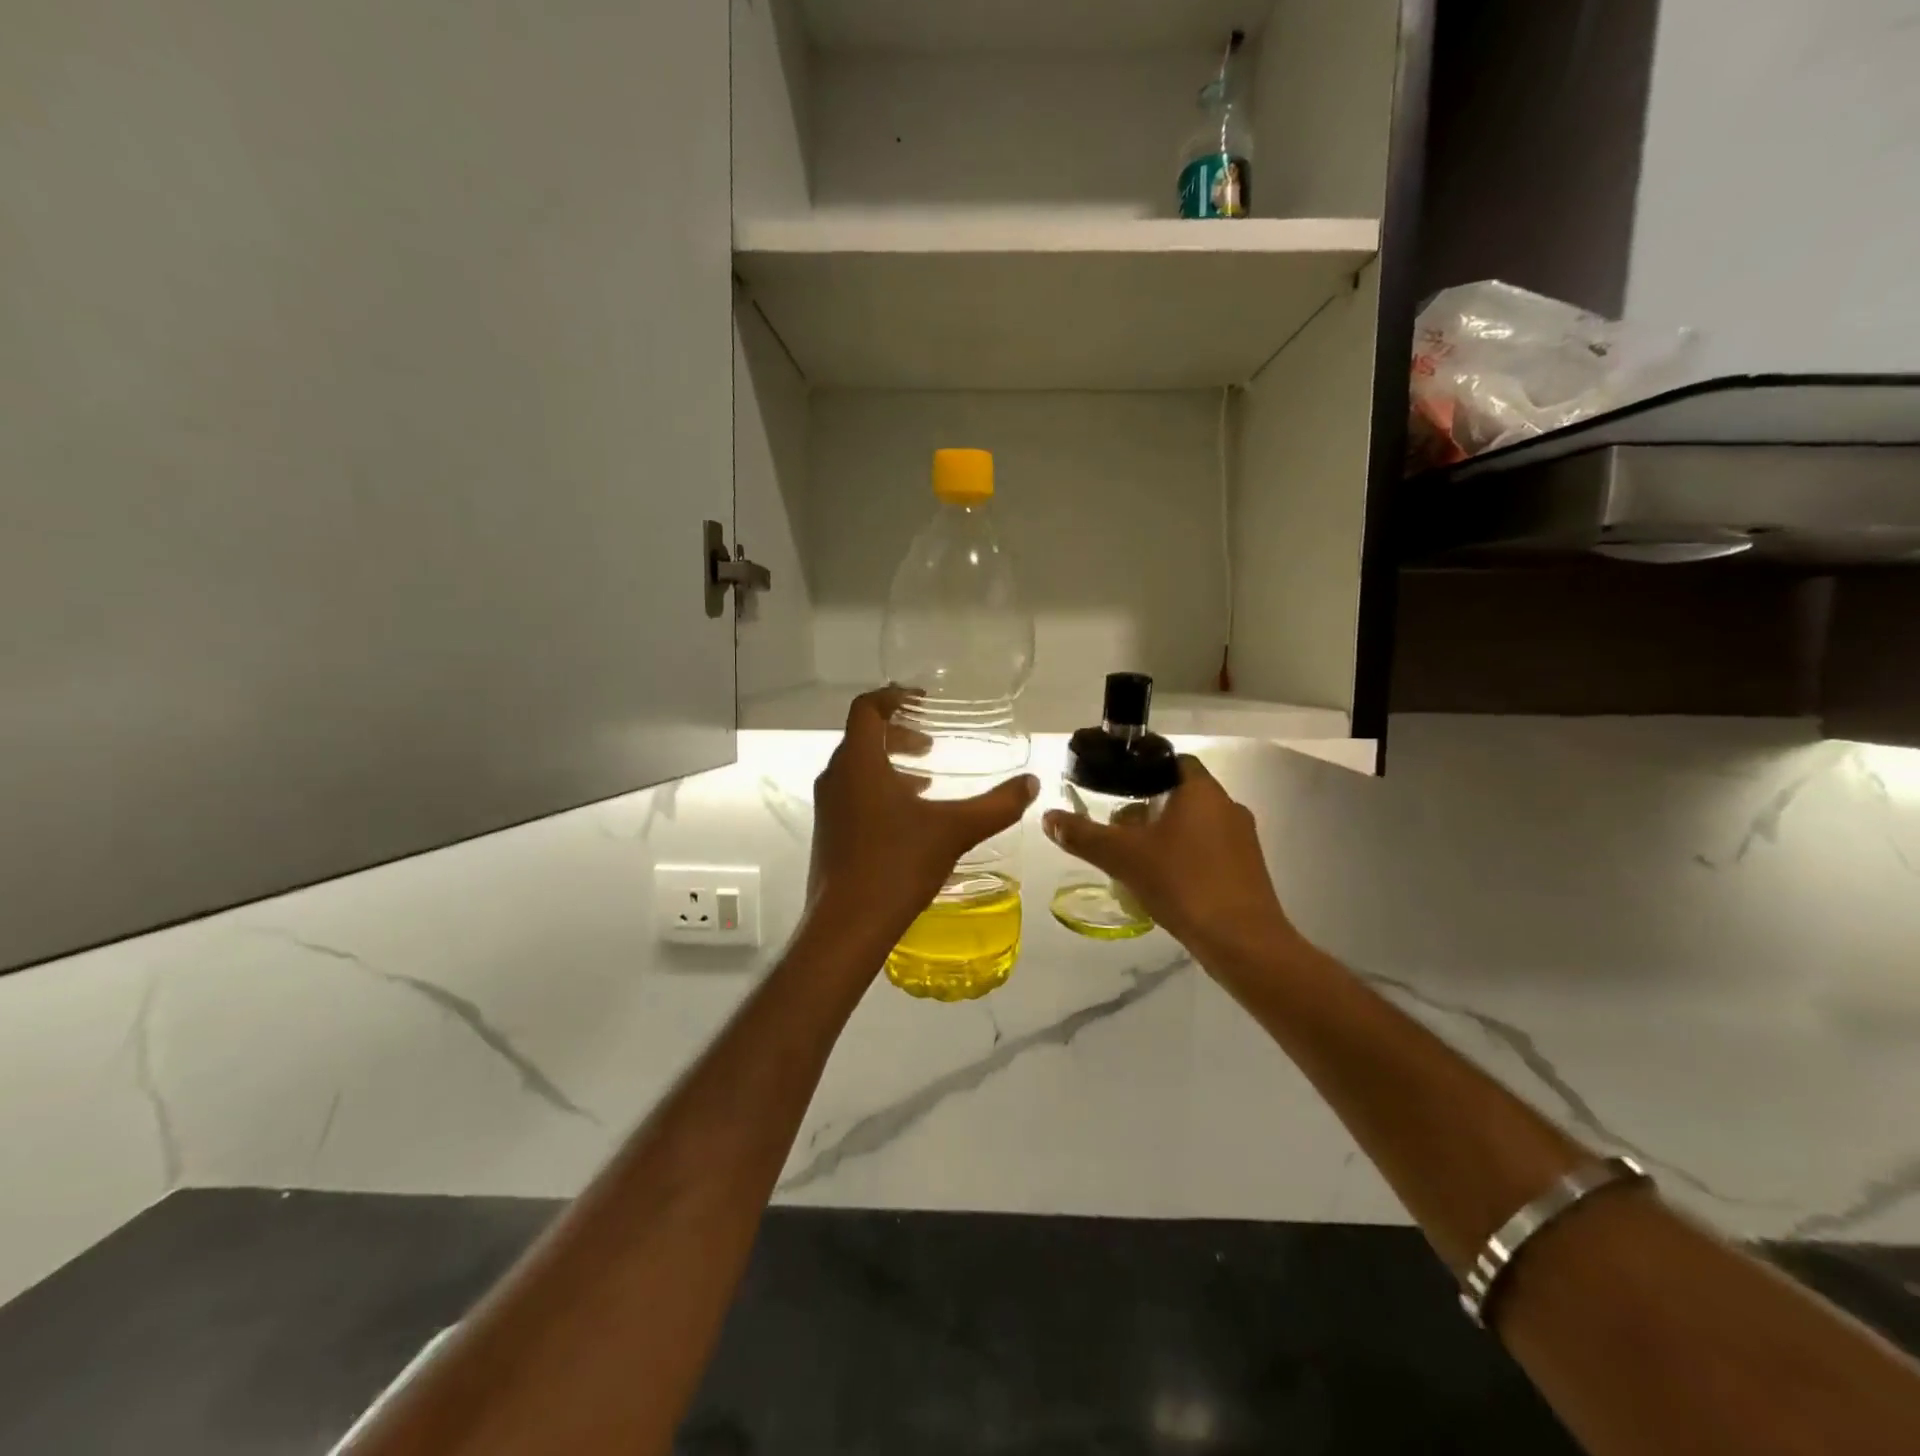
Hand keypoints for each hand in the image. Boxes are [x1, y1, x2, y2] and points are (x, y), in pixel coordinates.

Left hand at [807, 687, 1038, 952]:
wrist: (847, 926)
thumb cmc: (897, 865)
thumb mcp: (955, 831)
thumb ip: (997, 805)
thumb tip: (1032, 783)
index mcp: (858, 763)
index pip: (866, 708)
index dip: (893, 696)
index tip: (922, 701)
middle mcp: (835, 777)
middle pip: (863, 737)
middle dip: (897, 733)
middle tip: (930, 744)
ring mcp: (827, 807)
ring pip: (857, 768)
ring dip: (889, 763)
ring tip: (925, 779)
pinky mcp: (827, 832)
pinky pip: (852, 793)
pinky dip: (879, 789)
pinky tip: (908, 818)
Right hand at [1042, 755, 1295, 959]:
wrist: (1241, 940)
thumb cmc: (1182, 882)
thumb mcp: (1122, 857)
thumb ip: (1083, 835)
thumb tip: (1048, 817)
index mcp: (1202, 791)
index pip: (1173, 760)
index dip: (1144, 769)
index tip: (1117, 786)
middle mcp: (1228, 806)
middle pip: (1181, 794)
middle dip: (1149, 807)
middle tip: (1118, 827)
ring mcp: (1243, 839)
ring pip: (1196, 824)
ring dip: (1167, 834)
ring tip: (1136, 857)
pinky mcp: (1248, 869)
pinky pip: (1210, 850)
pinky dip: (1186, 856)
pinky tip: (1164, 881)